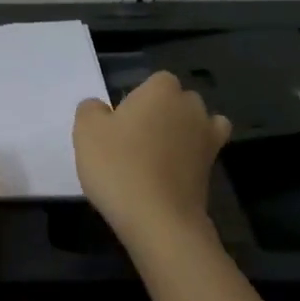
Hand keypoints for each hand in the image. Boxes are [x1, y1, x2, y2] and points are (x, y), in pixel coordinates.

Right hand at [73, 71, 230, 249]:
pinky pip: (203, 151)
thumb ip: (91, 109)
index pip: (153, 82)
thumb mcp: (86, 131)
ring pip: (195, 123)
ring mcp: (208, 136)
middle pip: (176, 101)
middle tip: (133, 140)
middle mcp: (191, 105)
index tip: (120, 123)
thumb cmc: (118, 166)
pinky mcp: (213, 166)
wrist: (158, 218)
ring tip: (157, 155)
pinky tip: (174, 169)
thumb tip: (99, 107)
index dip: (137, 100)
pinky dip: (193, 155)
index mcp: (162, 89)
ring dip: (181, 132)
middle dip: (160, 113)